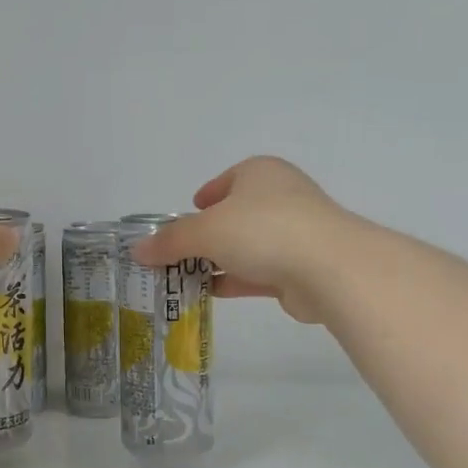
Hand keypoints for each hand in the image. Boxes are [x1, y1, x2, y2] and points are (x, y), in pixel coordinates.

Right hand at [134, 157, 355, 323]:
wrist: (330, 268)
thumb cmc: (262, 230)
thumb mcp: (204, 231)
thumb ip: (170, 241)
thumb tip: (138, 251)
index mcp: (259, 173)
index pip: (226, 180)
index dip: (204, 197)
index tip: (187, 214)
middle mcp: (279, 197)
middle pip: (234, 215)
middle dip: (206, 235)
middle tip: (177, 253)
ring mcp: (294, 233)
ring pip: (246, 246)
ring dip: (218, 261)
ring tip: (184, 278)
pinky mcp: (300, 268)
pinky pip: (258, 272)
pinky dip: (235, 281)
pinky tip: (209, 294)